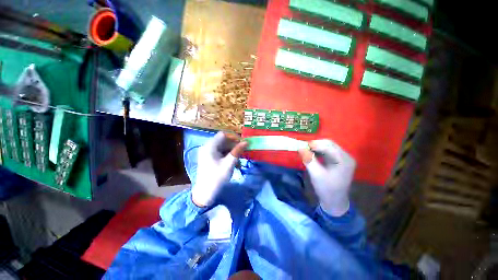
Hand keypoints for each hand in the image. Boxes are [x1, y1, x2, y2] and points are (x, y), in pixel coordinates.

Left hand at [192, 132, 246, 206]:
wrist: (204, 194)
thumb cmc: (217, 178)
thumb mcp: (229, 164)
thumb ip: (237, 151)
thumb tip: (246, 142)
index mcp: (210, 146)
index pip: (223, 135)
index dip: (233, 137)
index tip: (242, 143)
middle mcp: (207, 147)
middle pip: (223, 141)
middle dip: (233, 145)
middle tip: (243, 151)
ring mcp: (207, 153)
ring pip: (222, 147)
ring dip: (231, 151)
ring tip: (239, 159)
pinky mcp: (208, 158)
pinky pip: (219, 153)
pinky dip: (227, 156)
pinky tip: (233, 163)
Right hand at [298, 140, 355, 216]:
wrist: (334, 202)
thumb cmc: (326, 189)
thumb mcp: (316, 175)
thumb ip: (309, 160)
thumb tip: (300, 148)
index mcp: (344, 160)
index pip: (329, 146)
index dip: (314, 144)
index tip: (301, 145)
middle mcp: (346, 156)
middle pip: (329, 144)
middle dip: (315, 144)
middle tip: (303, 147)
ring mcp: (342, 158)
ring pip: (327, 146)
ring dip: (316, 147)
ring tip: (305, 150)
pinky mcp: (338, 161)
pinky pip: (327, 151)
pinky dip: (318, 151)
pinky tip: (311, 153)